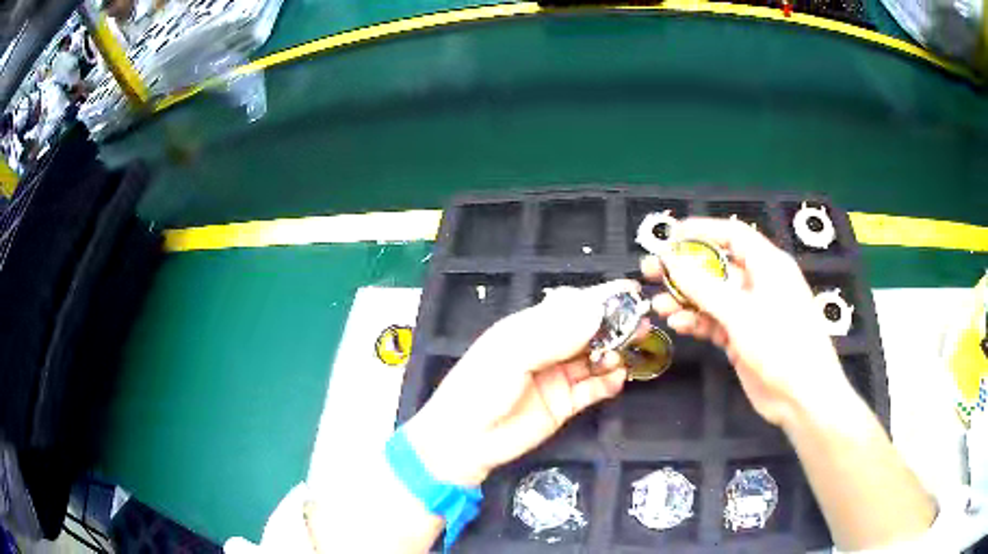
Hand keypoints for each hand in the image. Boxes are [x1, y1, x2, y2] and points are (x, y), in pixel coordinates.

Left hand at [405, 281, 640, 486]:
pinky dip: (608, 383)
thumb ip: (553, 333)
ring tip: (624, 355)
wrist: (464, 442)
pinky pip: (593, 389)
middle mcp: (547, 348)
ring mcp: (557, 377)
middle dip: (615, 325)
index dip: (600, 297)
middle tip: (640, 323)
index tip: (630, 291)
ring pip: (594, 359)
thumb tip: (595, 311)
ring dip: (614, 354)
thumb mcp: (511, 354)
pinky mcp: (564, 404)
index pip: (571, 305)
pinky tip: (617, 379)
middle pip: (588, 331)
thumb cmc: (479, 390)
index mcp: (529, 328)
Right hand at [642, 218, 852, 427]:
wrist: (802, 395)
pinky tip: (678, 325)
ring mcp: (750, 312)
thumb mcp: (741, 312)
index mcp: (767, 264)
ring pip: (712, 296)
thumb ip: (703, 286)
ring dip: (686, 299)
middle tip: (651, 272)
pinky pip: (714, 321)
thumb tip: (669, 260)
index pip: (732, 235)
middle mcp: (758, 283)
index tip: (670, 237)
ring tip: (659, 305)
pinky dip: (696, 321)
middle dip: (685, 269)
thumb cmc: (781, 343)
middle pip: (717, 266)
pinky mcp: (742, 337)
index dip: (701, 231)